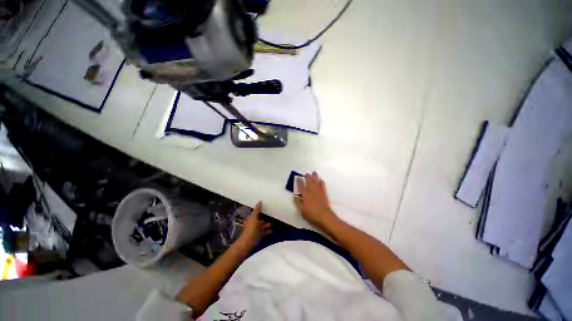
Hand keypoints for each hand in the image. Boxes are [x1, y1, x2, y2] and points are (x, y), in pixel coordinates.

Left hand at [238, 201, 270, 247]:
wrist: (248, 243)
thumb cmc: (251, 229)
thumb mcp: (254, 217)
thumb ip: (257, 210)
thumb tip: (260, 201)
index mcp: (251, 218)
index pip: (256, 212)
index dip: (260, 210)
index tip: (266, 207)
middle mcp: (254, 223)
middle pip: (260, 219)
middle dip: (265, 218)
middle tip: (272, 215)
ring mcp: (256, 230)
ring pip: (263, 226)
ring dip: (267, 225)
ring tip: (273, 224)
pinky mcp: (259, 236)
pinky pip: (264, 232)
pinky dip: (268, 231)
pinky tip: (272, 231)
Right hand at [294, 172, 336, 228]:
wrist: (324, 216)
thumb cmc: (311, 214)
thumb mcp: (301, 210)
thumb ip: (298, 202)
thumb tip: (295, 196)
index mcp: (306, 194)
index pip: (301, 186)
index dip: (299, 181)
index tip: (298, 177)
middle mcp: (312, 191)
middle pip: (310, 182)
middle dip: (308, 177)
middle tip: (306, 173)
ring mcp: (319, 192)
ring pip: (316, 182)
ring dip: (315, 177)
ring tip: (314, 172)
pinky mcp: (324, 194)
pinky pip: (323, 186)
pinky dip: (321, 182)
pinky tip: (321, 180)